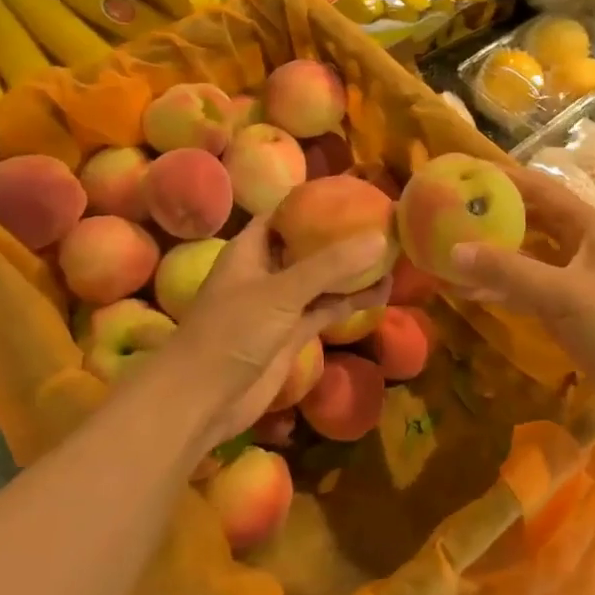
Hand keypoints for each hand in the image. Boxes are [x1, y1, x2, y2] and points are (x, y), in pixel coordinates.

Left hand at [121, 216, 390, 454]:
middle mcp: (266, 271)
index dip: (315, 203)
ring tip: (391, 255)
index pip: (285, 215)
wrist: (203, 399)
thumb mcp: (282, 291)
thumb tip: (379, 239)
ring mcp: (280, 304)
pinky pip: (326, 309)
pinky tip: (381, 293)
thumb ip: (330, 265)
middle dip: (341, 237)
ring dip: (351, 271)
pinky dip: (350, 302)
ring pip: (321, 280)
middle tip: (382, 223)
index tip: (354, 194)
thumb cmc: (232, 332)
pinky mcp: (292, 333)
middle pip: (308, 246)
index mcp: (250, 249)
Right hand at [447, 166, 594, 424]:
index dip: (503, 178)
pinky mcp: (567, 310)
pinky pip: (526, 289)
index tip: (463, 174)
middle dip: (492, 215)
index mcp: (587, 227)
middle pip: (529, 220)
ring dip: (492, 253)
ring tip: (448, 247)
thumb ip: (510, 271)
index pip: (539, 189)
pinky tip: (468, 290)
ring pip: (525, 256)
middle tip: (448, 212)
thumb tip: (454, 250)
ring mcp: (573, 279)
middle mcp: (579, 245)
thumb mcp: (563, 293)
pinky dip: (500, 287)